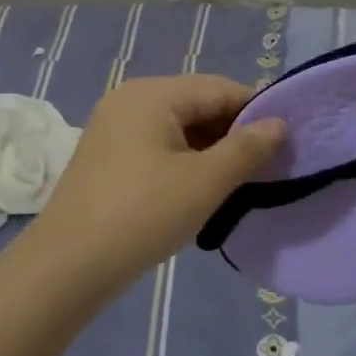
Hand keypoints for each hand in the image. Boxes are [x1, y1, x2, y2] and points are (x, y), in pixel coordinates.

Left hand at [24, 75, 286, 287]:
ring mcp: (114, 129)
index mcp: (151, 94)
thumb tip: (279, 124)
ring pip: (178, 129)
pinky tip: (201, 191)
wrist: (68, 266)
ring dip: (211, 152)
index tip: (287, 142)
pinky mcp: (108, 158)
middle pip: (197, 105)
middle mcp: (130, 100)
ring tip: (239, 183)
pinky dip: (185, 163)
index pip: (219, 88)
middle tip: (267, 168)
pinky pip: (158, 147)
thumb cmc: (142, 214)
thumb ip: (247, 149)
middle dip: (233, 134)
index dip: (256, 112)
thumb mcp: (205, 182)